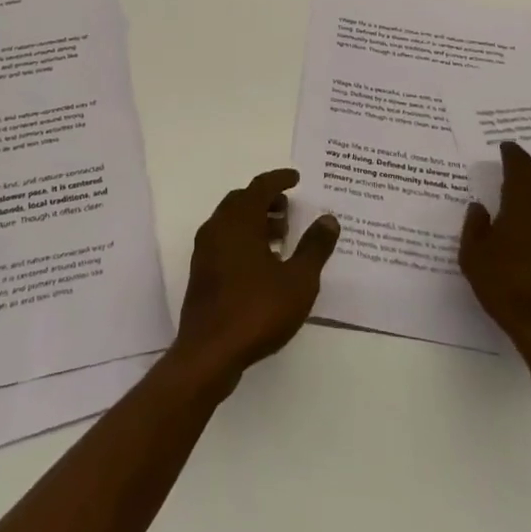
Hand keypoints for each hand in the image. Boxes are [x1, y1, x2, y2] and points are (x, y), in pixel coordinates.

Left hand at [171, 169, 338, 389]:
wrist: (209, 352)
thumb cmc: (257, 310)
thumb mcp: (298, 280)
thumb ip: (314, 247)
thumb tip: (328, 219)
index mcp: (239, 221)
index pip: (260, 187)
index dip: (279, 179)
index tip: (296, 178)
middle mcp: (217, 228)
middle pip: (242, 201)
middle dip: (266, 200)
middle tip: (289, 208)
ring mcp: (206, 251)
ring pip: (232, 221)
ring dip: (256, 220)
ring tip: (282, 236)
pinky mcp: (202, 272)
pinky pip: (225, 241)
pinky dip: (244, 239)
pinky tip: (263, 263)